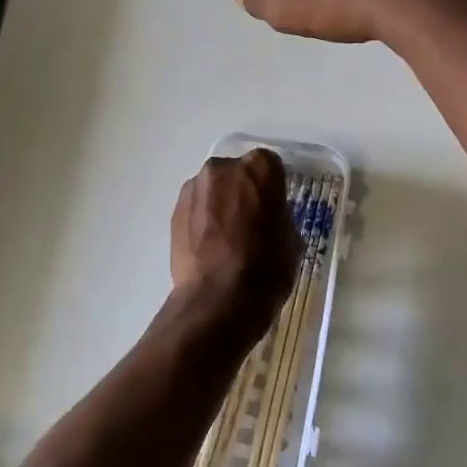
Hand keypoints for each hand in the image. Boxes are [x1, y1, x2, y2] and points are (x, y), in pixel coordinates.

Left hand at [170, 149, 299, 324]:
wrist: (217, 299)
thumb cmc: (266, 268)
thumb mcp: (291, 240)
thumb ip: (279, 215)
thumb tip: (268, 217)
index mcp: (259, 169)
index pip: (270, 166)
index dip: (273, 188)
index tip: (274, 208)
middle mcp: (224, 168)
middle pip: (237, 173)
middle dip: (243, 191)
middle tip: (250, 221)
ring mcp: (195, 187)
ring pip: (213, 188)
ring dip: (220, 203)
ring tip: (226, 237)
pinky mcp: (174, 210)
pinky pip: (196, 207)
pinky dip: (202, 219)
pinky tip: (209, 246)